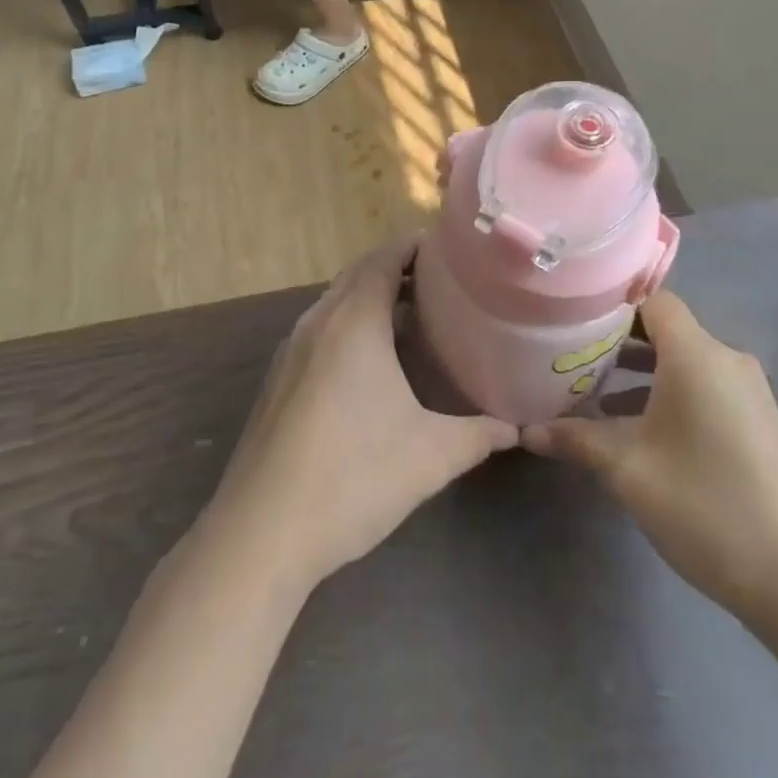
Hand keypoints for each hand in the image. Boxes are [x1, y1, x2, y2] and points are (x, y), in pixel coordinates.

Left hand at [202, 238, 517, 593]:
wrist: (260, 532)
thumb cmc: (352, 477)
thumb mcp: (430, 456)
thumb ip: (478, 435)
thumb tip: (517, 428)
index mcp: (353, 321)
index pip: (384, 258)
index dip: (415, 245)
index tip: (450, 249)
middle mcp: (317, 322)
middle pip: (358, 273)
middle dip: (396, 267)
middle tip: (441, 280)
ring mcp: (290, 350)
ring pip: (335, 301)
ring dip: (369, 296)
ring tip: (411, 314)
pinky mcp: (277, 379)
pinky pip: (319, 329)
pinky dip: (348, 323)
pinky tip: (369, 362)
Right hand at [523, 292, 777, 628]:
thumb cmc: (707, 506)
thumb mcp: (628, 469)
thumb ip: (576, 439)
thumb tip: (527, 431)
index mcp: (697, 354)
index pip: (651, 300)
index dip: (609, 304)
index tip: (568, 318)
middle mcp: (726, 360)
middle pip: (665, 330)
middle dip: (615, 342)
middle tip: (569, 357)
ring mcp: (747, 393)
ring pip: (682, 362)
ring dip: (639, 372)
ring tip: (591, 394)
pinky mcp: (756, 423)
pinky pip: (702, 388)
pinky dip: (666, 394)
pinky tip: (634, 430)